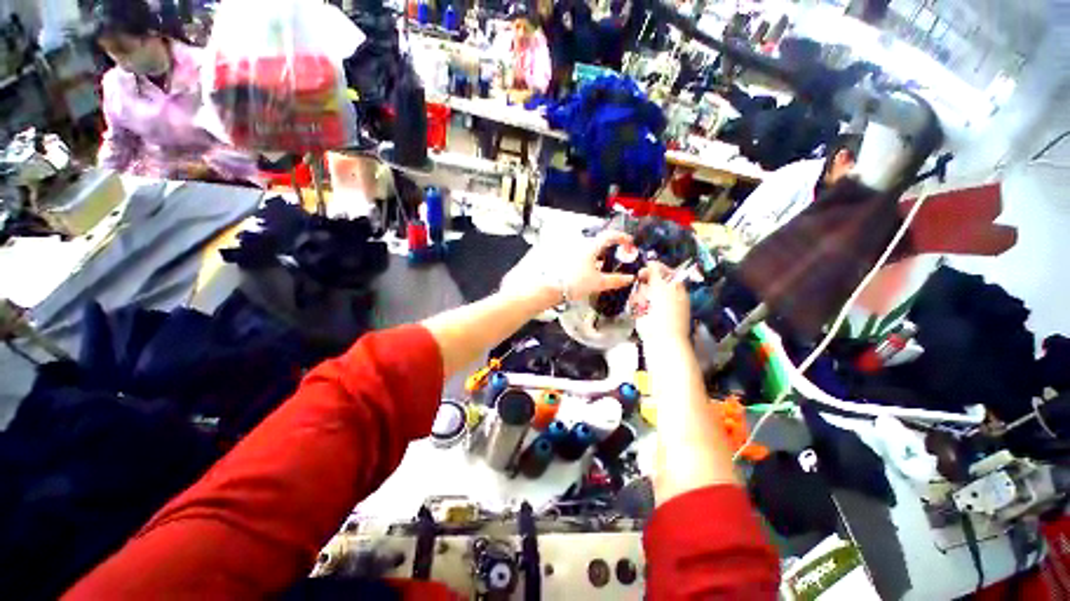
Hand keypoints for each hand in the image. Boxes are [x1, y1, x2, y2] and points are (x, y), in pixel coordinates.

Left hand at [561, 230, 636, 301]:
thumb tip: (629, 278)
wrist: (554, 289)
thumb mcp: (599, 283)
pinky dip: (594, 261)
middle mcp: (582, 246)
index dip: (622, 237)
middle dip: (613, 248)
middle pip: (601, 242)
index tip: (629, 242)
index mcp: (591, 247)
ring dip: (603, 255)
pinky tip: (596, 271)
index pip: (609, 235)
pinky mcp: (570, 260)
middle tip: (621, 255)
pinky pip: (586, 256)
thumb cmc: (575, 283)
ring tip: (609, 266)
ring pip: (593, 250)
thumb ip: (616, 280)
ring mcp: (575, 253)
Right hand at [632, 261, 691, 344]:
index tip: (645, 269)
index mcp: (676, 288)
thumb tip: (650, 262)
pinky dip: (636, 304)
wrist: (661, 338)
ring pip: (641, 291)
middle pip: (650, 281)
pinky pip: (636, 302)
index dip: (655, 268)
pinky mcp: (643, 313)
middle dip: (645, 282)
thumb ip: (655, 272)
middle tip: (642, 283)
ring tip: (642, 302)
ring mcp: (654, 304)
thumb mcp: (662, 288)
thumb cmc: (666, 312)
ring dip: (640, 294)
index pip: (665, 272)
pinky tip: (638, 308)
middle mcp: (665, 294)